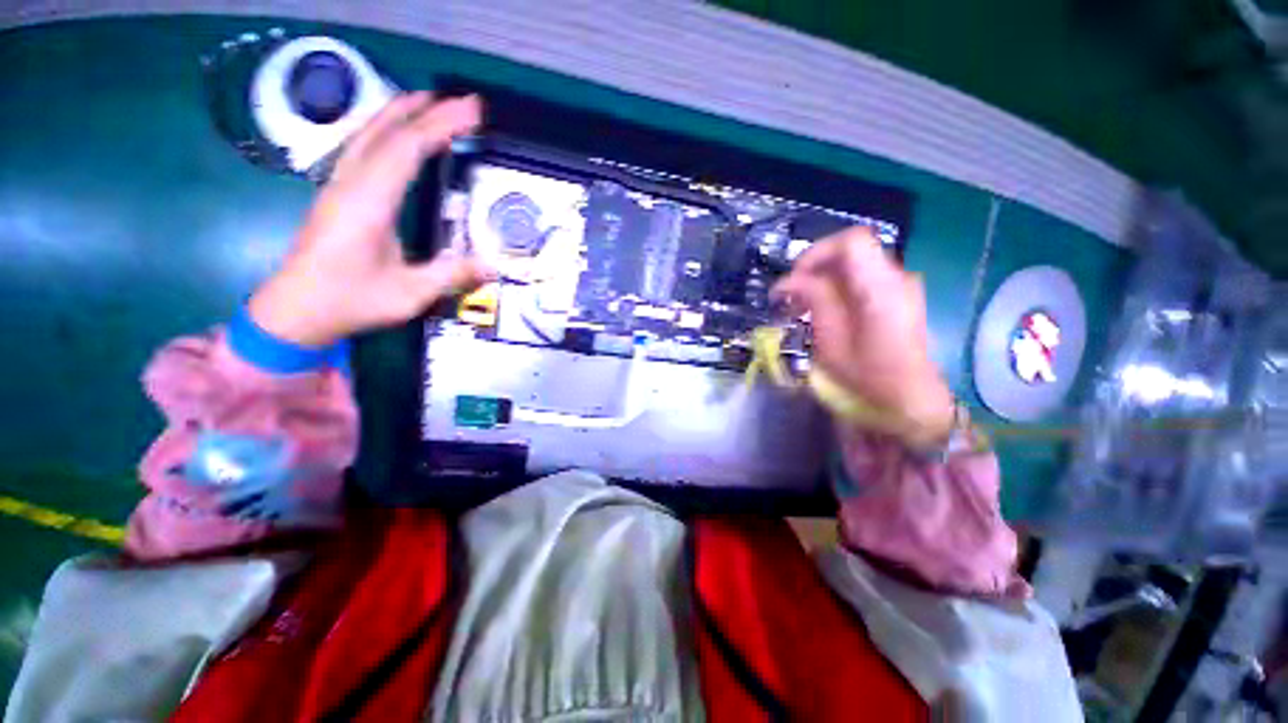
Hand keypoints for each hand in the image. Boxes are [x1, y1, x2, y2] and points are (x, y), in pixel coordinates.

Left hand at [249, 92, 494, 346]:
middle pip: (385, 130)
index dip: (441, 124)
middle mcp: (351, 183)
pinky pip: (364, 148)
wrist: (296, 311)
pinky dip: (387, 132)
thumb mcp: (409, 294)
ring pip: (369, 133)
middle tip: (460, 101)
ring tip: (432, 104)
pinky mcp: (338, 194)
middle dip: (424, 109)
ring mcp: (340, 186)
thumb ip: (452, 276)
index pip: (407, 148)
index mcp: (369, 201)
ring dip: (401, 113)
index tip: (472, 110)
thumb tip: (494, 265)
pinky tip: (399, 136)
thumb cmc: (350, 301)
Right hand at [772, 227, 954, 444]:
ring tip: (801, 305)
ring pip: (853, 264)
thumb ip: (815, 301)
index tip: (794, 278)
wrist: (909, 397)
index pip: (852, 242)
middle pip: (850, 251)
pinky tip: (821, 309)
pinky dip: (836, 286)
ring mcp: (901, 284)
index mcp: (882, 289)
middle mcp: (897, 277)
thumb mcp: (832, 341)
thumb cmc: (868, 376)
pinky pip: (861, 277)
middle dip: (814, 267)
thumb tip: (789, 281)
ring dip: (822, 278)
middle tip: (791, 295)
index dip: (817, 253)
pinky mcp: (897, 294)